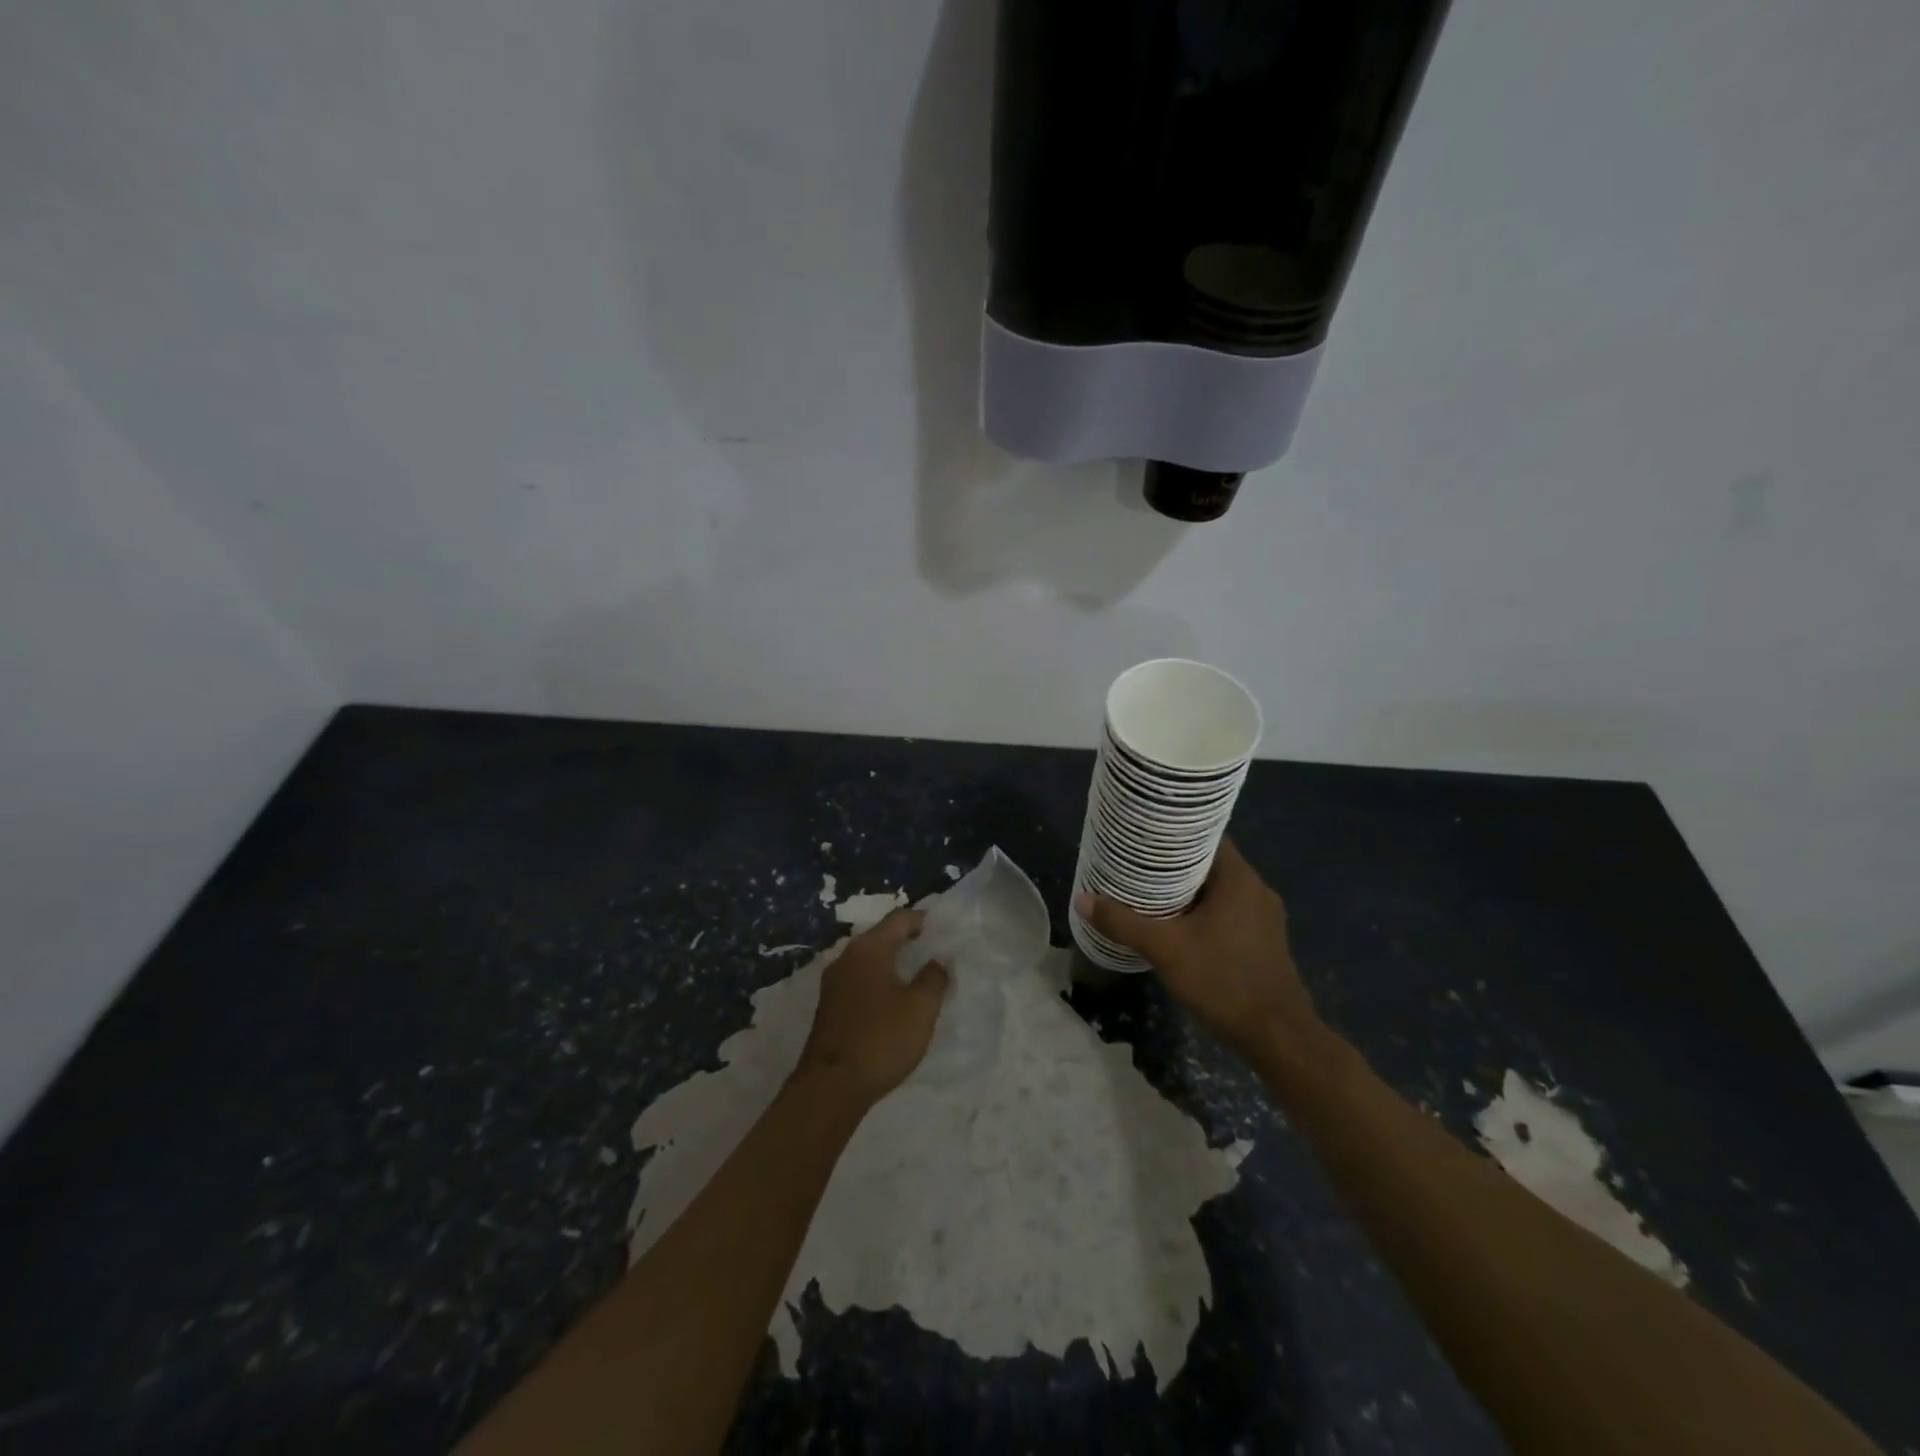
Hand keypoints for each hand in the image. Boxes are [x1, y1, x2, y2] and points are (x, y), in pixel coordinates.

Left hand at [794, 908, 949, 1108]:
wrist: (831, 1087)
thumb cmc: (881, 1039)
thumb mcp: (920, 1008)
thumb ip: (934, 978)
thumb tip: (939, 958)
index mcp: (869, 949)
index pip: (898, 919)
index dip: (922, 919)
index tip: (942, 927)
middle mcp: (847, 957)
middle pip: (881, 936)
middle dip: (906, 939)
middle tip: (933, 949)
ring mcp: (833, 982)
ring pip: (869, 960)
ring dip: (892, 962)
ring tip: (916, 973)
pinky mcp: (829, 1006)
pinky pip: (860, 980)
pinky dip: (879, 980)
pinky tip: (893, 998)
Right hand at [1076, 839, 1321, 1065]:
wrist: (1278, 1037)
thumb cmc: (1223, 980)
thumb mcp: (1165, 949)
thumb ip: (1123, 923)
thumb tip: (1082, 899)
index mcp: (1239, 878)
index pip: (1205, 836)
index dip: (1172, 833)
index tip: (1142, 837)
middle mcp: (1256, 889)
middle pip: (1209, 864)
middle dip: (1172, 865)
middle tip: (1135, 866)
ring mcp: (1264, 918)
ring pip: (1218, 891)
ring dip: (1187, 892)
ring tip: (1149, 893)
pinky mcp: (1264, 942)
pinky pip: (1228, 913)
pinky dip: (1203, 913)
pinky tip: (1178, 927)